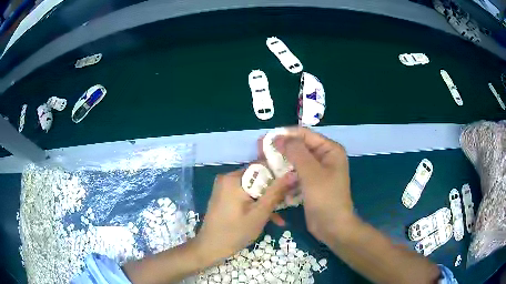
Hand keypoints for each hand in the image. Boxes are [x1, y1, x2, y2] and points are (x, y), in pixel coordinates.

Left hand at [194, 168, 295, 264]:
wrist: (210, 248)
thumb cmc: (235, 232)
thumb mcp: (259, 213)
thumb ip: (276, 192)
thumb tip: (292, 174)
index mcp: (233, 178)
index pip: (262, 166)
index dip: (279, 174)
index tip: (293, 183)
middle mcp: (227, 178)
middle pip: (258, 179)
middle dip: (274, 192)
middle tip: (288, 202)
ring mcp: (225, 188)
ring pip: (253, 190)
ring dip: (266, 202)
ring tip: (280, 218)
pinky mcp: (225, 197)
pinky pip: (245, 196)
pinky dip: (255, 205)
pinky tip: (269, 220)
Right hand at [274, 127, 353, 243]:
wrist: (332, 227)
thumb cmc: (325, 198)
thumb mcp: (311, 173)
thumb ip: (296, 152)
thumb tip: (279, 137)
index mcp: (330, 150)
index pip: (305, 134)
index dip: (285, 134)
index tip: (265, 139)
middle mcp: (324, 157)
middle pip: (300, 147)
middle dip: (281, 149)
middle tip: (260, 151)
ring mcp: (317, 171)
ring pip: (296, 162)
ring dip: (281, 163)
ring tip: (264, 165)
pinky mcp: (310, 184)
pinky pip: (296, 174)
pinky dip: (286, 175)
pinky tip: (274, 179)